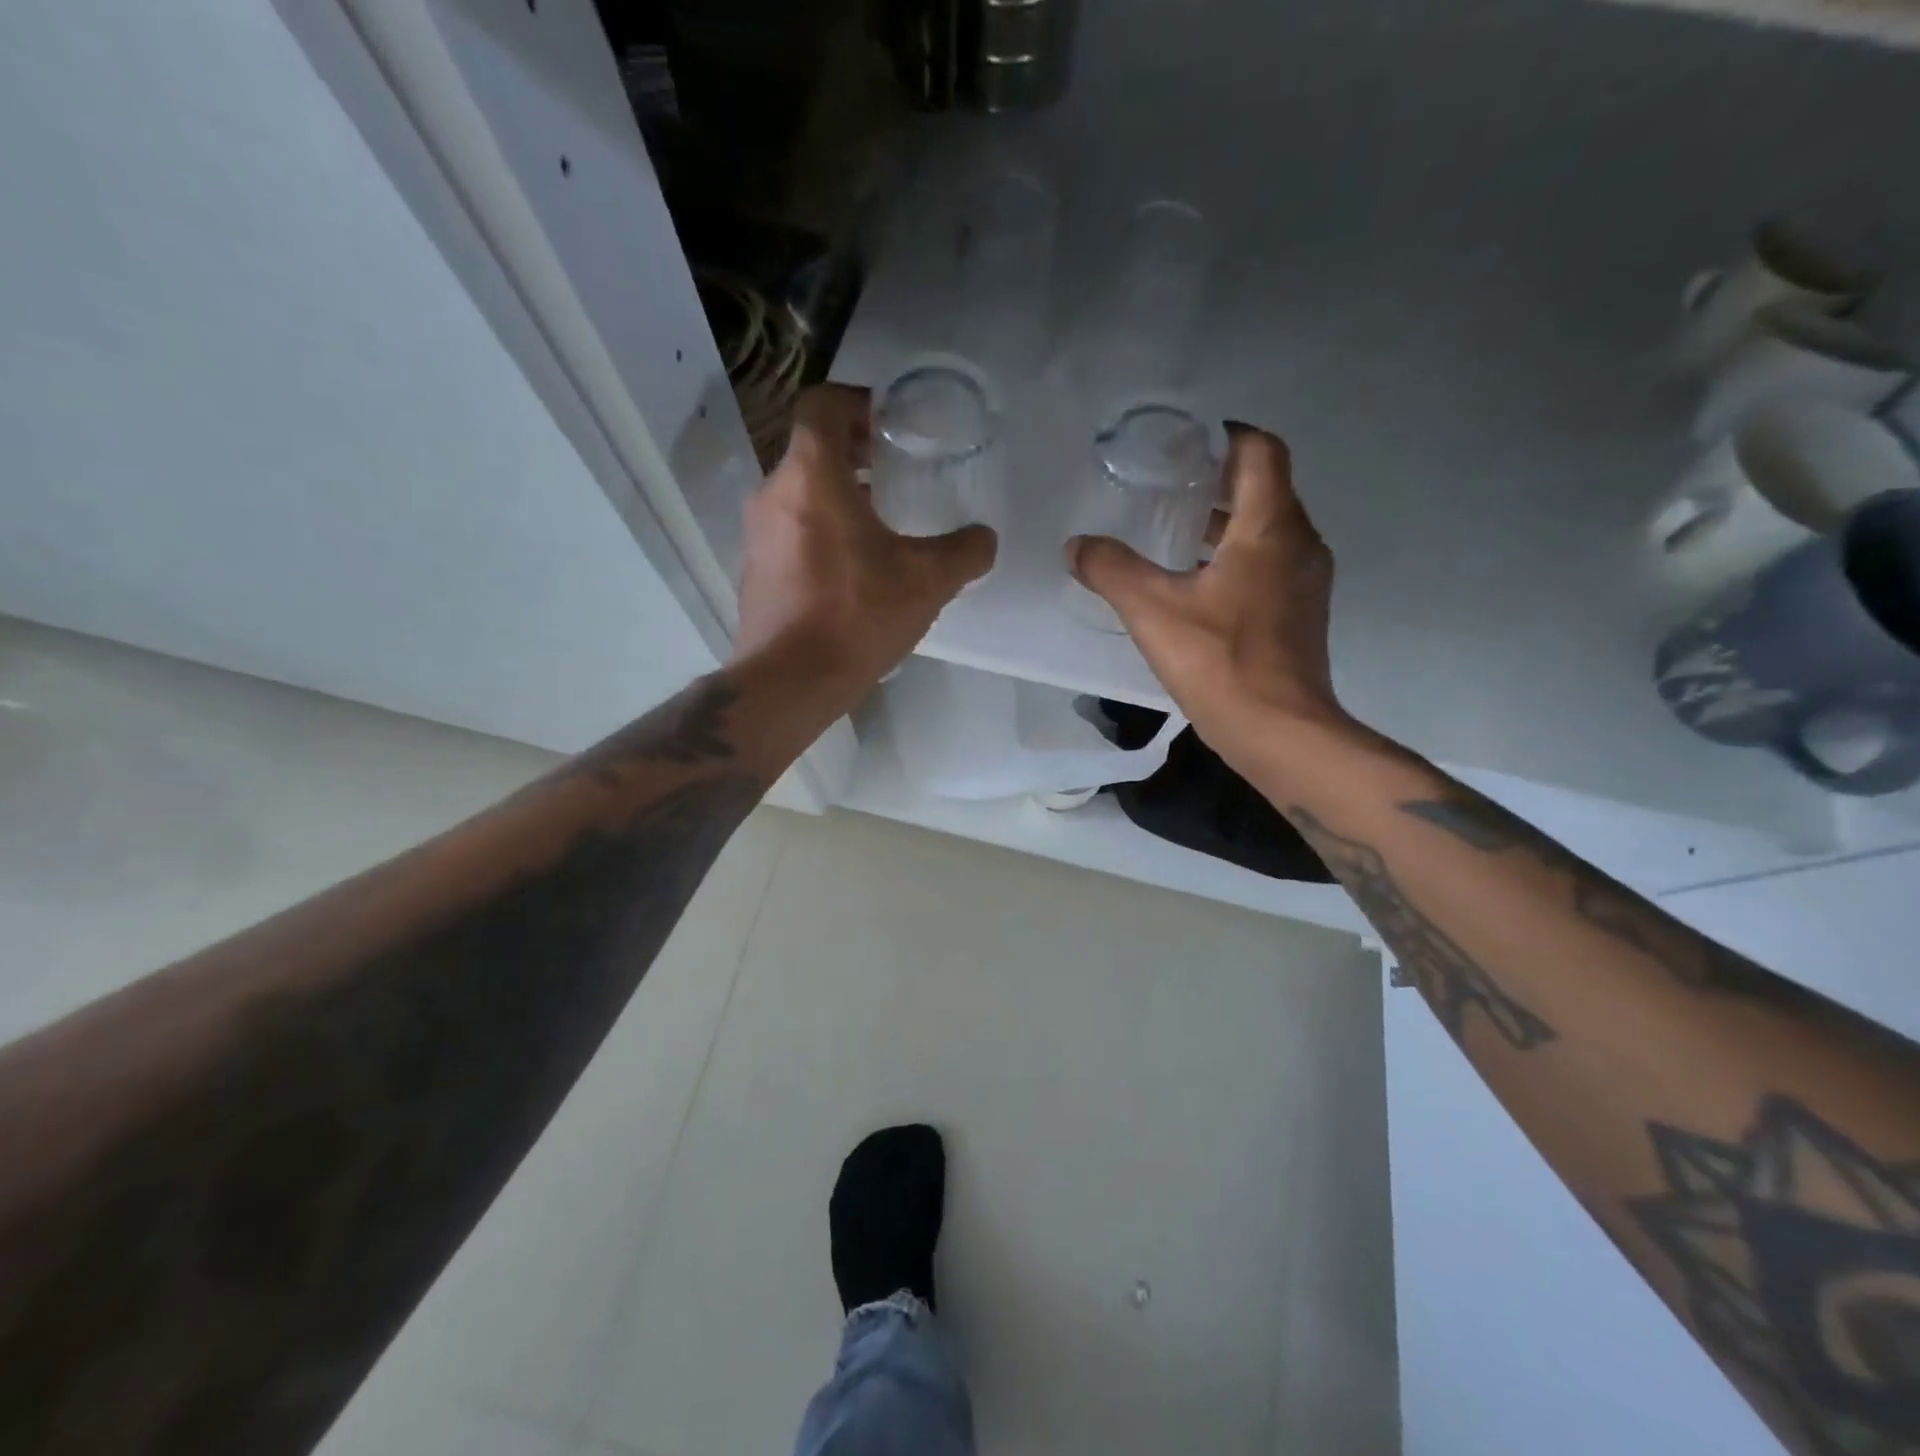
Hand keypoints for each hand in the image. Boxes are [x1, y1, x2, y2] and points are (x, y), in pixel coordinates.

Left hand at [733, 384, 995, 708]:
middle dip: (855, 449)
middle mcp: (774, 493)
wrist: (789, 682)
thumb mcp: (926, 581)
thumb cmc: (855, 616)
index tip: (891, 421)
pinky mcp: (756, 569)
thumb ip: (964, 551)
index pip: (822, 404)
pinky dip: (821, 526)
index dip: (857, 401)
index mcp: (811, 476)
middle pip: (812, 447)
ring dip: (839, 491)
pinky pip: (791, 527)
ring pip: (800, 490)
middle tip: (896, 466)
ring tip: (882, 518)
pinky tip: (855, 565)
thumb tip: (984, 539)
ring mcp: (758, 533)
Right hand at [1066, 423, 1350, 756]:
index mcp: (1270, 527)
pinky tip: (1196, 584)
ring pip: (1268, 530)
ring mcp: (1305, 581)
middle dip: (1219, 480)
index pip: (1261, 451)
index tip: (1185, 443)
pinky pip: (1270, 564)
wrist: (1280, 731)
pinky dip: (1237, 558)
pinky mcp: (1300, 614)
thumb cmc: (1220, 661)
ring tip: (1174, 531)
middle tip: (1168, 484)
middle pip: (1265, 489)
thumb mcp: (1153, 611)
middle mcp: (1298, 543)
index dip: (1226, 436)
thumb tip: (1076, 545)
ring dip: (1227, 523)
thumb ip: (1111, 570)